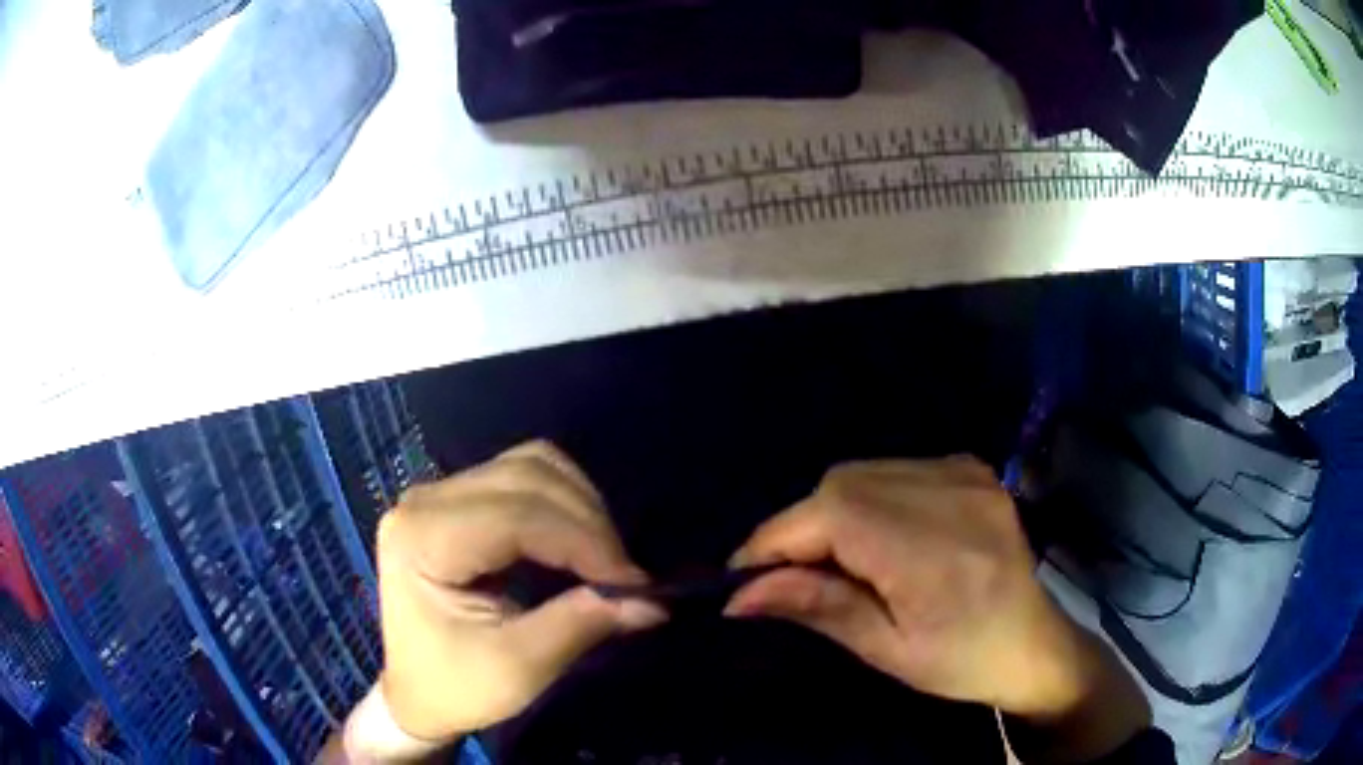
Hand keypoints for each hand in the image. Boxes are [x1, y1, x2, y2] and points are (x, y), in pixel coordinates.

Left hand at [375, 441, 666, 743]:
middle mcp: (424, 500)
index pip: (516, 515)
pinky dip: (564, 503)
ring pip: (531, 466)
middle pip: (526, 477)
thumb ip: (579, 625)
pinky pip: (523, 477)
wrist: (415, 692)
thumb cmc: (456, 686)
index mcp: (421, 538)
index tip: (635, 583)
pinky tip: (579, 541)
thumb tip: (652, 601)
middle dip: (588, 523)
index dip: (584, 542)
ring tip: (605, 559)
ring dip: (580, 506)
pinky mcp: (457, 501)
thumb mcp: (518, 668)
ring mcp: (438, 494)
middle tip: (625, 577)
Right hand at [726, 457, 1147, 761]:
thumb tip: (740, 594)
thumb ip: (820, 609)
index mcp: (935, 552)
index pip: (833, 515)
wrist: (1035, 643)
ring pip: (863, 472)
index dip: (776, 539)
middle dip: (801, 529)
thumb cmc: (963, 662)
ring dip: (831, 512)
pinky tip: (877, 536)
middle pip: (842, 486)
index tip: (741, 576)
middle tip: (787, 577)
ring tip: (832, 560)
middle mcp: (952, 495)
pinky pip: (895, 469)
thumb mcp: (889, 651)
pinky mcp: (972, 469)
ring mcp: (967, 474)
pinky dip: (867, 498)